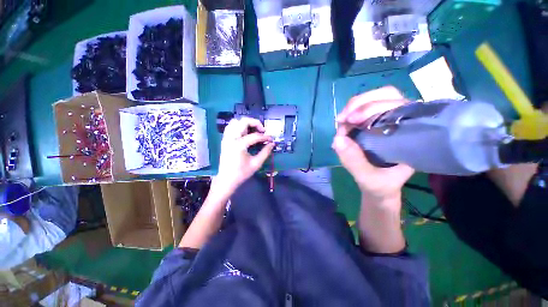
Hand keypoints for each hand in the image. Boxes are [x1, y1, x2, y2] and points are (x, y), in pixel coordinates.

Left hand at [216, 117, 274, 193]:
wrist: (226, 179)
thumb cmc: (241, 173)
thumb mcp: (256, 164)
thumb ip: (265, 152)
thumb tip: (272, 144)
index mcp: (239, 145)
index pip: (255, 136)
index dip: (265, 137)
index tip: (271, 140)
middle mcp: (231, 138)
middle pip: (243, 121)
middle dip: (255, 123)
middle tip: (262, 130)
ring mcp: (226, 138)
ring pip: (235, 121)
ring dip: (246, 123)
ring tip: (253, 130)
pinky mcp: (224, 140)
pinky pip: (231, 127)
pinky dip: (238, 126)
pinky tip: (245, 133)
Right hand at [332, 86, 414, 202]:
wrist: (380, 188)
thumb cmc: (381, 185)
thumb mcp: (368, 178)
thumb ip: (354, 161)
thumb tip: (337, 138)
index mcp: (411, 134)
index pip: (398, 106)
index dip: (373, 107)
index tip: (351, 120)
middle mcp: (403, 121)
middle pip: (386, 95)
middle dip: (360, 103)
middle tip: (342, 119)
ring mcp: (388, 120)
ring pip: (373, 99)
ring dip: (353, 107)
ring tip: (341, 121)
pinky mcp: (374, 123)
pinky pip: (363, 109)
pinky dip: (350, 112)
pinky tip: (343, 123)